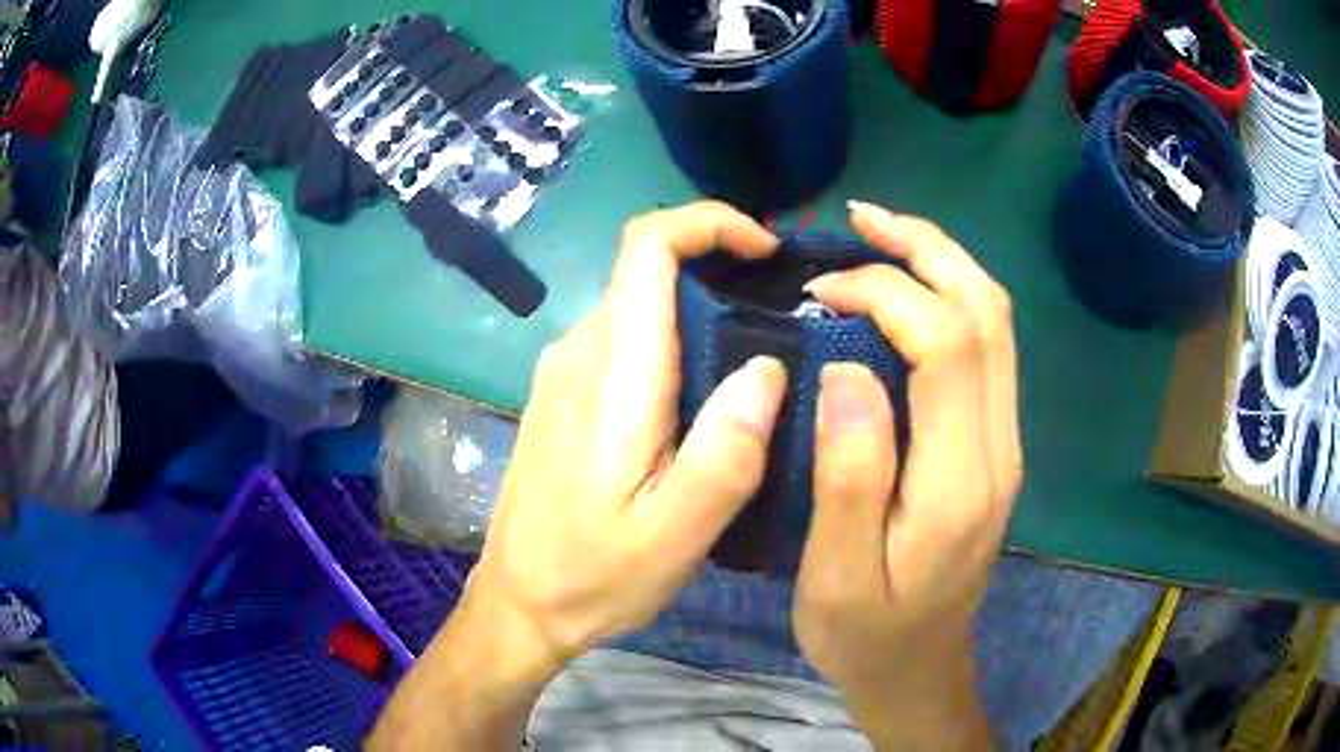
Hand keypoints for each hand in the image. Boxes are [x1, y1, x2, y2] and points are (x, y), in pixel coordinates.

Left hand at [466, 201, 786, 666]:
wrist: (520, 602)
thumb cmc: (595, 575)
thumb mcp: (675, 534)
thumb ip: (727, 450)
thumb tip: (767, 366)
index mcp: (611, 373)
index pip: (647, 247)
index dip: (708, 221)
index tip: (766, 248)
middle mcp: (579, 353)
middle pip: (646, 267)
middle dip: (717, 261)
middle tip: (782, 303)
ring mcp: (564, 373)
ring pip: (637, 302)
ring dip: (698, 301)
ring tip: (757, 344)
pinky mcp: (563, 396)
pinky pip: (623, 337)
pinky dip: (672, 333)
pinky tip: (704, 386)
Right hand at [793, 202, 1021, 747]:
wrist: (920, 670)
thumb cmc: (868, 633)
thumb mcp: (837, 574)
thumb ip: (850, 474)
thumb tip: (846, 367)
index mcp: (960, 480)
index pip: (948, 345)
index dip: (888, 293)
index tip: (821, 290)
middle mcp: (997, 447)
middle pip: (987, 314)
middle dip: (928, 248)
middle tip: (862, 219)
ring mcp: (1001, 443)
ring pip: (994, 322)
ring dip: (942, 263)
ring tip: (880, 236)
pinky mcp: (991, 445)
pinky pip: (985, 348)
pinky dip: (947, 299)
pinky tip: (904, 293)